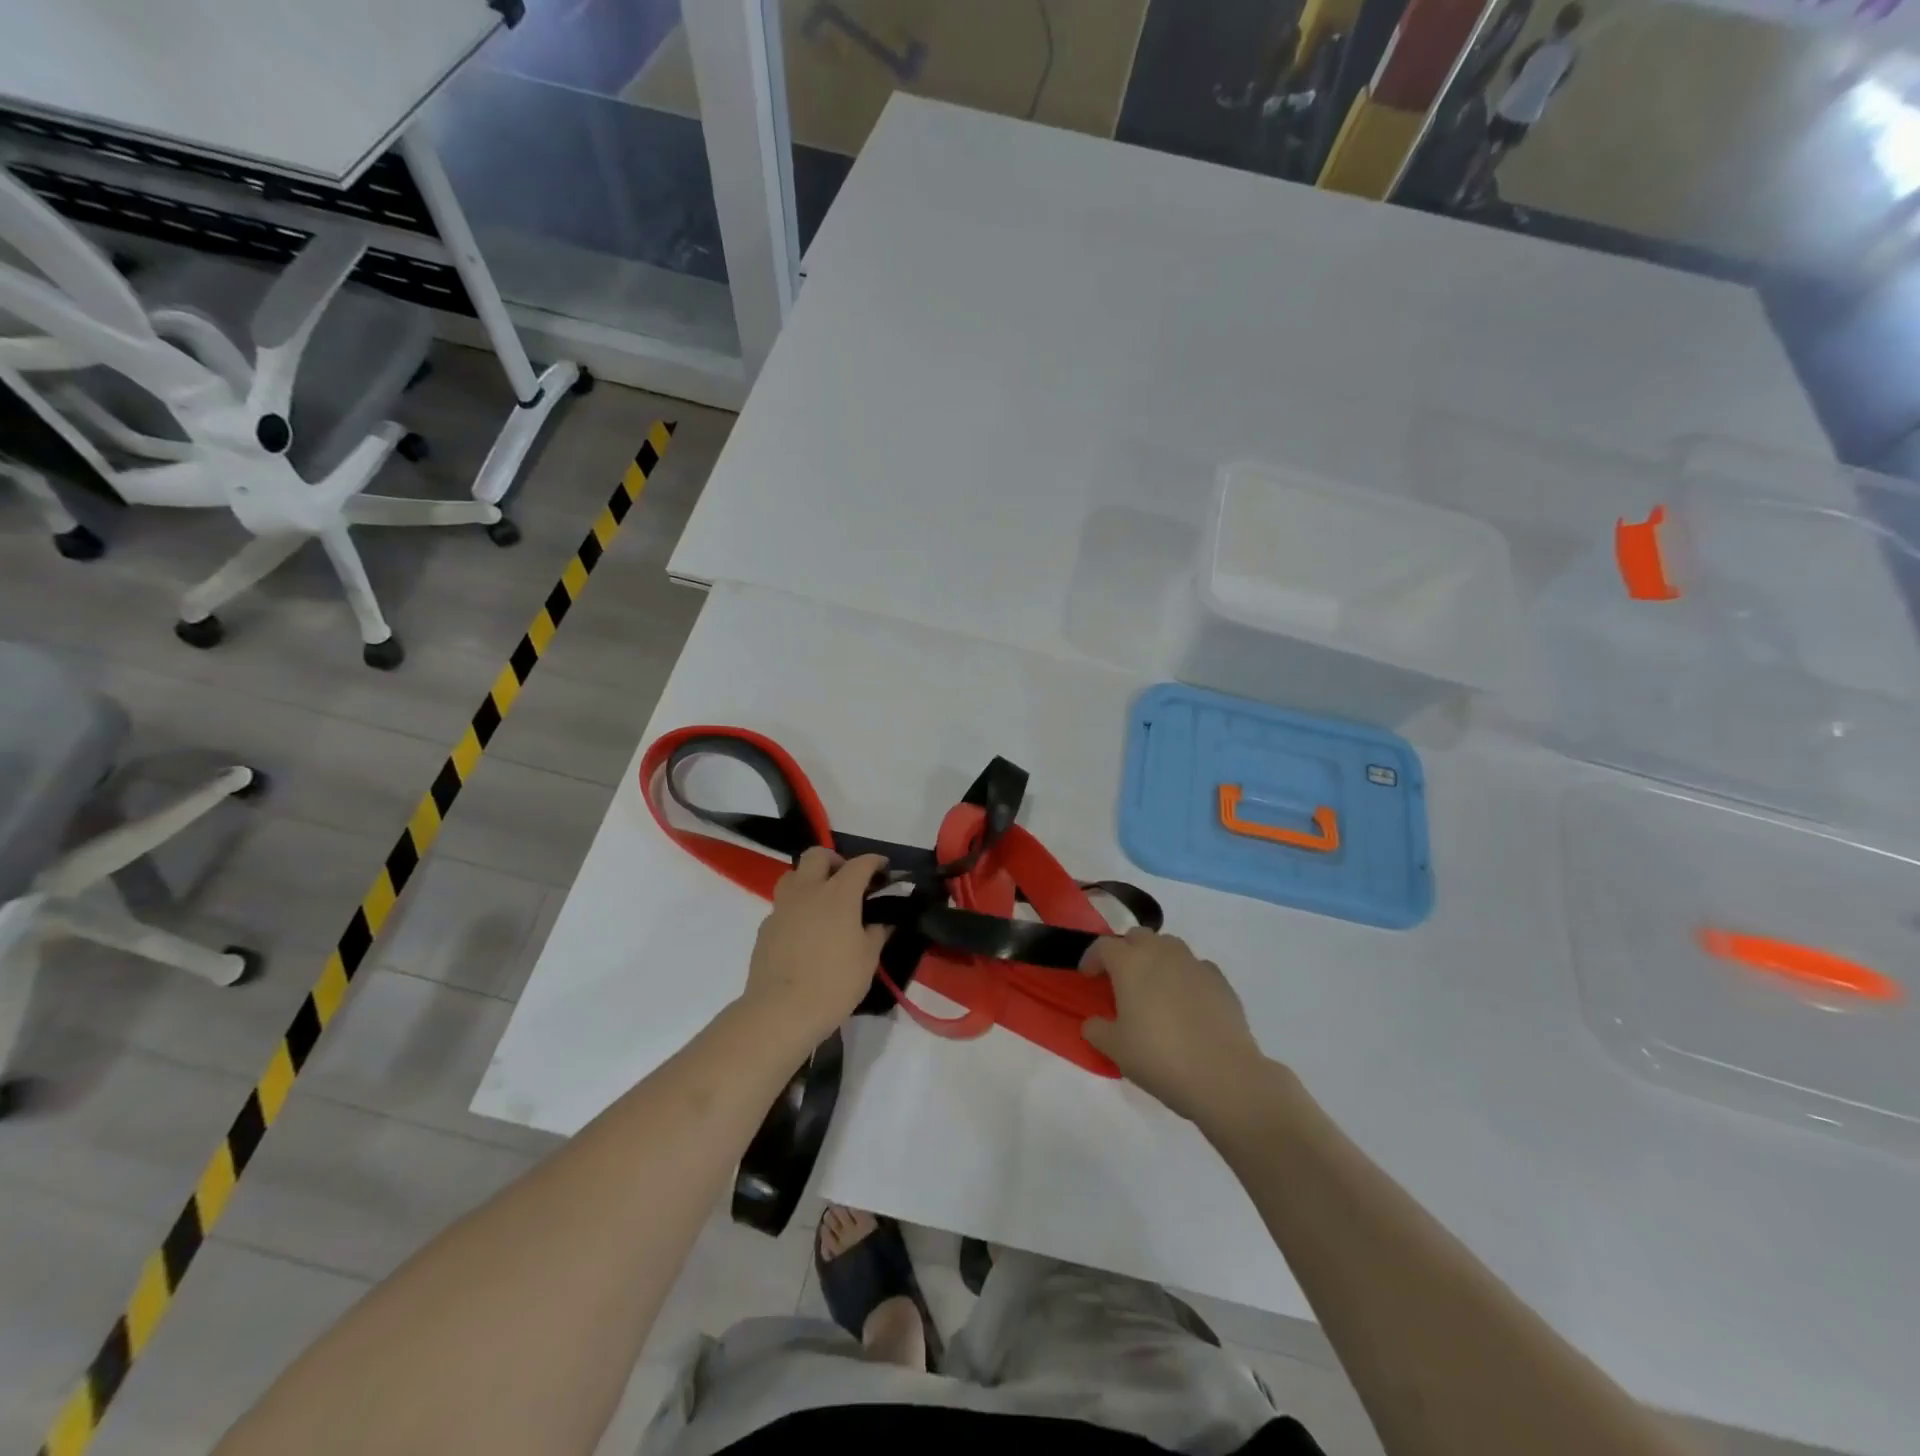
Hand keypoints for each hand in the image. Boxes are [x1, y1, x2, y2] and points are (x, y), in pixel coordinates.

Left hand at [740, 848, 889, 1046]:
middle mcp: (808, 891)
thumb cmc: (834, 983)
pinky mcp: (765, 928)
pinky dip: (796, 908)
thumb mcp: (867, 959)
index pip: (860, 864)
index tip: (884, 869)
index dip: (875, 862)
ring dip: (809, 879)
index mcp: (838, 894)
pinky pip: (782, 905)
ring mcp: (782, 907)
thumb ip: (877, 933)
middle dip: (834, 860)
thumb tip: (882, 922)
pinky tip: (804, 931)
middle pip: (816, 855)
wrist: (780, 1011)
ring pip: (793, 875)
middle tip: (847, 880)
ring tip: (823, 901)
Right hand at [1082, 929, 1266, 1122]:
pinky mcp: (1220, 980)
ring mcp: (1194, 963)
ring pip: (1169, 945)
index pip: (1103, 946)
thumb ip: (1096, 1029)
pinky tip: (1186, 1002)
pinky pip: (1196, 967)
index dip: (1092, 958)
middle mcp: (1161, 953)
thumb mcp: (1115, 1049)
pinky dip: (1185, 976)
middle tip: (1121, 979)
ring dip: (1156, 958)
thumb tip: (1093, 1022)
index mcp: (1130, 963)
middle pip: (1138, 936)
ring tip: (1154, 987)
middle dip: (1125, 951)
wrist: (1223, 1075)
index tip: (1088, 977)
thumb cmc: (1159, 1058)